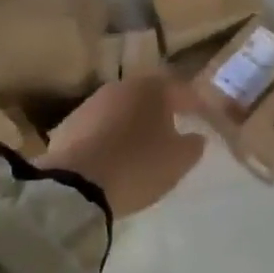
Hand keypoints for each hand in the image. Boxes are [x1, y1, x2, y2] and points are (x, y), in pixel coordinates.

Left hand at [38, 74, 206, 217]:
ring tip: (143, 146)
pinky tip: (114, 156)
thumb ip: (193, 145)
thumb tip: (195, 136)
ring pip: (121, 109)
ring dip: (133, 123)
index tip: (204, 116)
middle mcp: (120, 87)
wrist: (76, 186)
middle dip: (161, 110)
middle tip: (174, 128)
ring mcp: (91, 103)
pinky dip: (110, 137)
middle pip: (148, 95)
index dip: (194, 103)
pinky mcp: (68, 125)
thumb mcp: (179, 160)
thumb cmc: (138, 165)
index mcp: (151, 88)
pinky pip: (100, 127)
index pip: (180, 88)